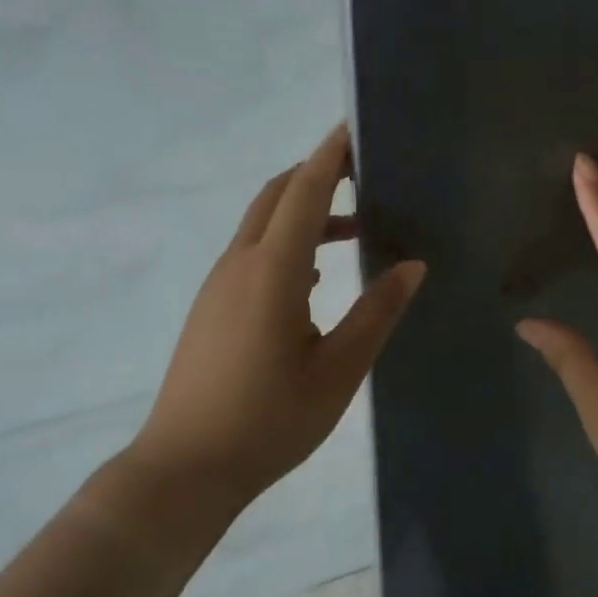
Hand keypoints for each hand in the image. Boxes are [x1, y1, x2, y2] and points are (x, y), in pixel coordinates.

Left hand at [127, 124, 426, 519]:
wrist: (185, 467)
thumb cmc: (269, 422)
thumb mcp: (337, 371)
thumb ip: (376, 314)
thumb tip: (412, 266)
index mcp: (272, 271)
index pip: (305, 193)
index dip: (331, 156)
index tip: (356, 129)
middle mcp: (239, 265)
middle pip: (275, 196)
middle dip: (316, 175)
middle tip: (364, 174)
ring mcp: (218, 285)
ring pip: (262, 225)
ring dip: (303, 212)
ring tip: (354, 228)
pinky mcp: (210, 307)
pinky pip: (251, 254)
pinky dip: (286, 243)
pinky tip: (314, 276)